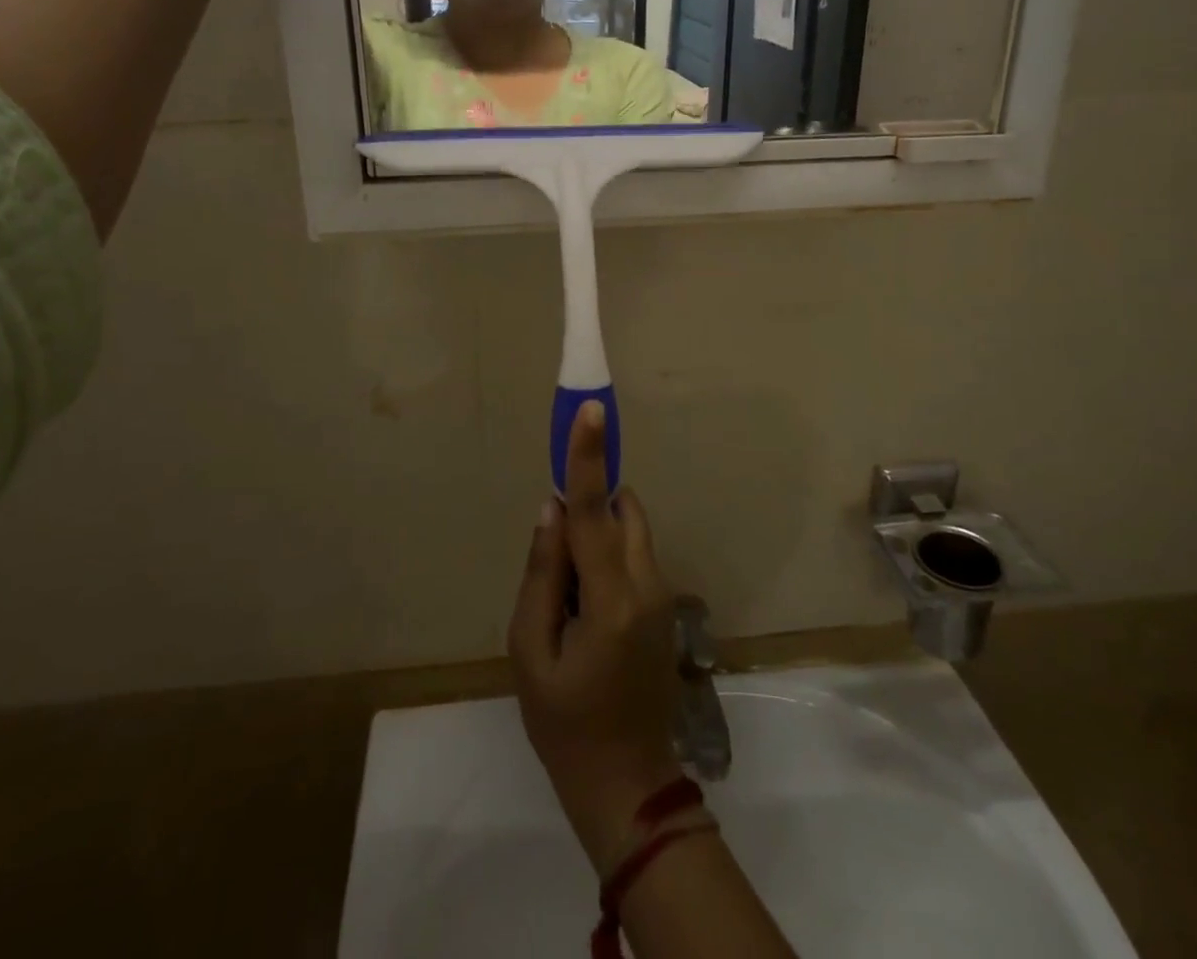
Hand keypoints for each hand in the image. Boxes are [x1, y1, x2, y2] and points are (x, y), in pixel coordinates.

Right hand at [509, 403, 682, 874]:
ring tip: (566, 594)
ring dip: (598, 534)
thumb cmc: (565, 724)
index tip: (590, 411)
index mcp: (611, 598)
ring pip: (631, 531)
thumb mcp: (531, 652)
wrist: (628, 785)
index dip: (588, 457)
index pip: (595, 511)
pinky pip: (634, 556)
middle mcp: (647, 584)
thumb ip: (541, 574)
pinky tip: (584, 612)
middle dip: (590, 504)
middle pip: (622, 510)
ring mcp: (663, 595)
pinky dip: (608, 556)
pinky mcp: (665, 606)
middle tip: (554, 548)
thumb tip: (550, 510)